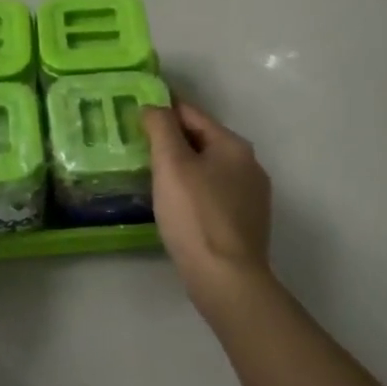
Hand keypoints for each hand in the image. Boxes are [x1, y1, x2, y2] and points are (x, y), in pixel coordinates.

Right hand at [143, 101, 274, 314]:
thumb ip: (161, 128)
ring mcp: (251, 196)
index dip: (162, 108)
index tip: (135, 110)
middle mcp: (248, 165)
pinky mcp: (245, 223)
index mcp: (233, 145)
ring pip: (208, 168)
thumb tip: (154, 106)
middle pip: (202, 140)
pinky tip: (175, 204)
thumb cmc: (195, 215)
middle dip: (171, 139)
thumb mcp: (171, 164)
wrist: (227, 279)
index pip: (191, 114)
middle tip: (136, 144)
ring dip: (182, 166)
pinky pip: (213, 193)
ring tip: (150, 174)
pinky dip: (192, 190)